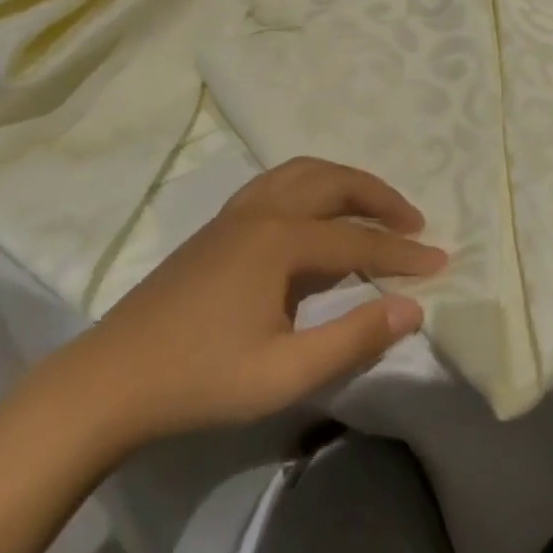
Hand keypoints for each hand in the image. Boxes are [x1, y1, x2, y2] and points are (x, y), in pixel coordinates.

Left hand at [43, 158, 445, 458]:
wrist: (111, 379)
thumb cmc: (200, 380)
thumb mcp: (284, 373)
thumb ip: (352, 338)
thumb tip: (413, 308)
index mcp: (280, 241)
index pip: (358, 241)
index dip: (402, 254)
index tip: (441, 263)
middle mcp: (262, 211)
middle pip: (334, 184)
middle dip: (380, 197)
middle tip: (414, 222)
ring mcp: (236, 213)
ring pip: (303, 173)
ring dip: (345, 182)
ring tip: (373, 206)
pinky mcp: (218, 224)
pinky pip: (278, 182)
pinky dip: (312, 184)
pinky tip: (314, 212)